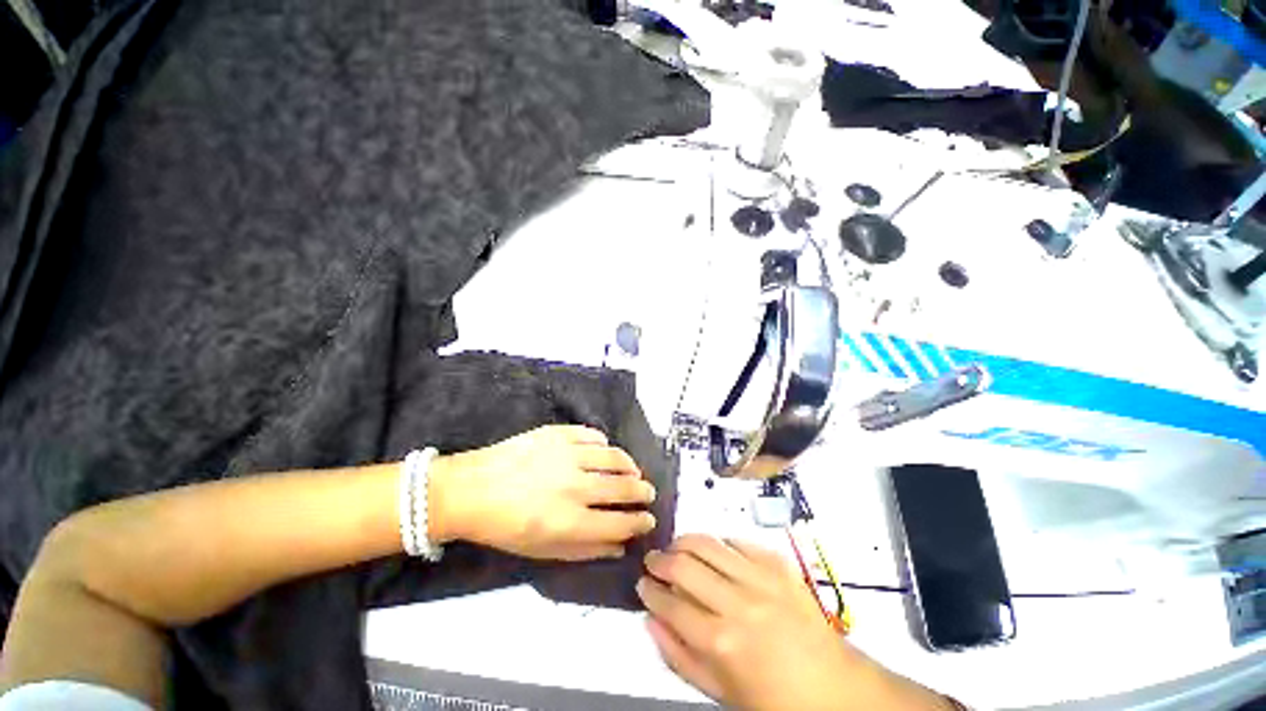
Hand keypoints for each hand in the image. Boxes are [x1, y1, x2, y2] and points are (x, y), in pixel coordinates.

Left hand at [430, 425, 656, 560]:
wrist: (470, 489)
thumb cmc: (504, 528)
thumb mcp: (542, 551)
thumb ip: (585, 550)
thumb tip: (619, 546)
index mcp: (569, 521)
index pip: (620, 522)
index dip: (640, 522)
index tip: (648, 520)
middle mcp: (574, 486)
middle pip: (624, 487)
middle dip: (643, 492)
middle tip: (647, 493)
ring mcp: (567, 455)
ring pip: (614, 457)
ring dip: (630, 466)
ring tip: (633, 470)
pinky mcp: (558, 433)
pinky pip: (593, 435)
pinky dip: (604, 444)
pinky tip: (604, 451)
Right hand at [637, 535, 949, 710]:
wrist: (838, 690)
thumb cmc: (775, 701)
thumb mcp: (721, 694)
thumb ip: (679, 657)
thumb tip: (650, 621)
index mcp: (721, 642)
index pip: (668, 603)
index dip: (649, 590)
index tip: (642, 583)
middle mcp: (737, 602)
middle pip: (683, 564)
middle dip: (660, 559)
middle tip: (653, 561)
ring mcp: (761, 579)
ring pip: (708, 543)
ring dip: (684, 541)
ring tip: (677, 548)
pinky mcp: (779, 566)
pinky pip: (739, 541)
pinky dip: (720, 542)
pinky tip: (716, 552)